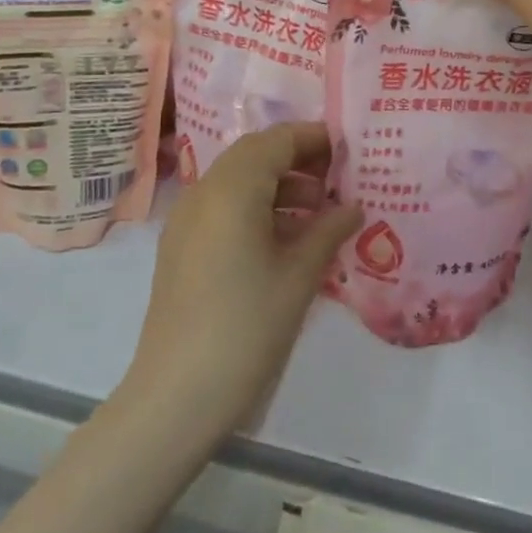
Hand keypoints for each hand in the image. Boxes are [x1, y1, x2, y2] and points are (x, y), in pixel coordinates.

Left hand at [123, 122, 359, 440]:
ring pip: (237, 180)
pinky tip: (285, 238)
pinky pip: (222, 206)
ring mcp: (186, 220)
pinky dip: (255, 206)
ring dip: (277, 183)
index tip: (348, 149)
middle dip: (297, 158)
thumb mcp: (299, 276)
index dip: (314, 138)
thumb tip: (354, 206)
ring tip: (318, 211)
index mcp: (232, 189)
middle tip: (337, 177)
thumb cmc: (247, 327)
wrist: (177, 395)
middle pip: (254, 154)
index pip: (276, 140)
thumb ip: (329, 230)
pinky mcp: (180, 247)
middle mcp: (204, 192)